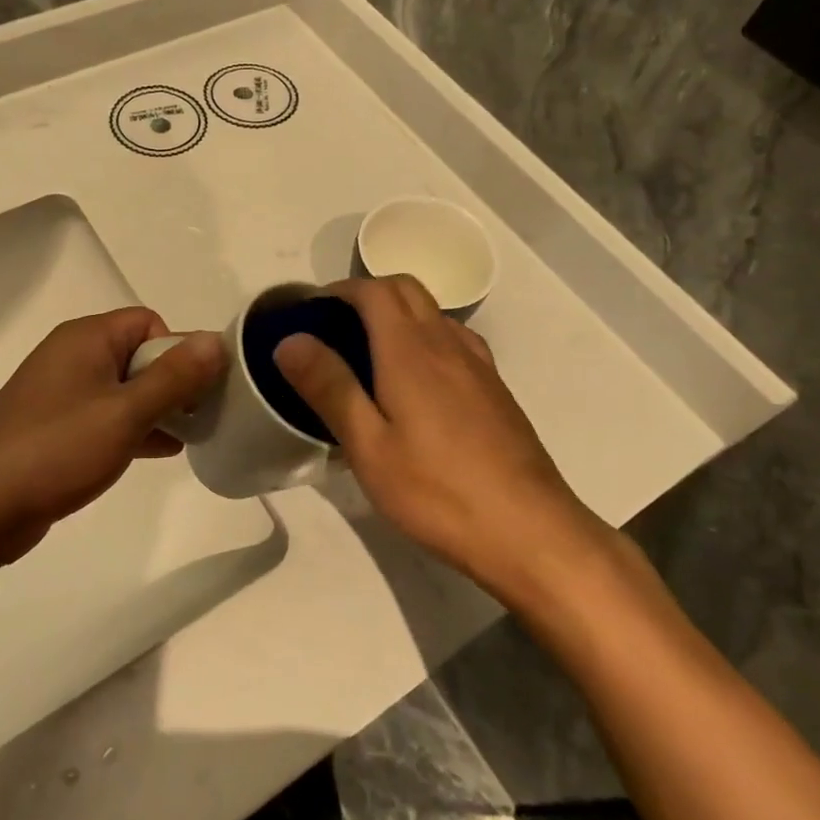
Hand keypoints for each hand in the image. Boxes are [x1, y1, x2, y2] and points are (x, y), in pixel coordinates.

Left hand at [0, 309, 224, 566]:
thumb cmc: (57, 449)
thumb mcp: (126, 413)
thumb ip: (175, 377)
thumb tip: (216, 340)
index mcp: (86, 338)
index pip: (149, 323)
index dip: (176, 351)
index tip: (191, 392)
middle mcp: (72, 356)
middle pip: (138, 354)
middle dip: (172, 383)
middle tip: (196, 419)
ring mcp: (60, 393)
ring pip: (124, 388)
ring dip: (155, 408)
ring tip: (186, 439)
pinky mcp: (54, 426)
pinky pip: (105, 415)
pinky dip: (132, 427)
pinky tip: (159, 452)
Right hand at [272, 277, 607, 590]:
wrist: (529, 530)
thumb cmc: (437, 491)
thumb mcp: (368, 446)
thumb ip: (330, 387)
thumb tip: (290, 340)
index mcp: (410, 350)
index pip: (374, 290)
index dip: (340, 290)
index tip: (312, 311)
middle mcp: (447, 344)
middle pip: (407, 289)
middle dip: (368, 293)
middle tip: (336, 327)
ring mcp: (478, 365)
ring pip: (434, 313)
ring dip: (399, 313)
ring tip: (371, 352)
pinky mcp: (496, 390)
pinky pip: (454, 341)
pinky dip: (426, 338)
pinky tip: (417, 383)